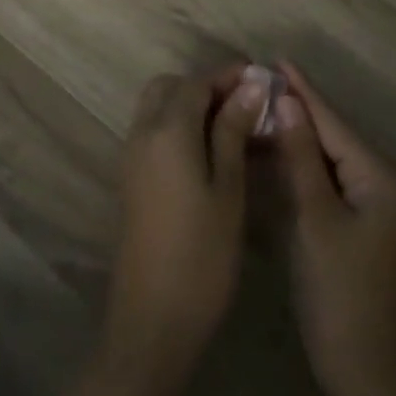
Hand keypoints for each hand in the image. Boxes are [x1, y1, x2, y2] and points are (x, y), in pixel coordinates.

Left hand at [103, 66, 267, 377]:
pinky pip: (154, 134)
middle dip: (206, 86)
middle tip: (247, 105)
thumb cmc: (202, 254)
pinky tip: (213, 154)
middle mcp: (142, 135)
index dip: (229, 75)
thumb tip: (249, 86)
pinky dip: (180, 129)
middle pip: (170, 88)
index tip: (263, 80)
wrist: (152, 320)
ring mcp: (132, 158)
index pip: (196, 82)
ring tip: (236, 129)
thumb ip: (233, 131)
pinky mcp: (132, 181)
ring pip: (158, 109)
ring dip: (192, 107)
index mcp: (167, 131)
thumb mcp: (229, 189)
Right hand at [272, 61, 395, 395]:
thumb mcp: (315, 219)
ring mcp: (374, 206)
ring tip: (263, 104)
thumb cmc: (339, 292)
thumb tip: (286, 102)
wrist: (363, 369)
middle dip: (300, 108)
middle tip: (262, 80)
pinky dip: (303, 163)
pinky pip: (329, 179)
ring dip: (299, 134)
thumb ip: (301, 157)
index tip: (277, 59)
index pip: (334, 124)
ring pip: (330, 158)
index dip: (304, 92)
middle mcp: (384, 184)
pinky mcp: (360, 224)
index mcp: (381, 178)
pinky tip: (278, 149)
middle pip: (335, 136)